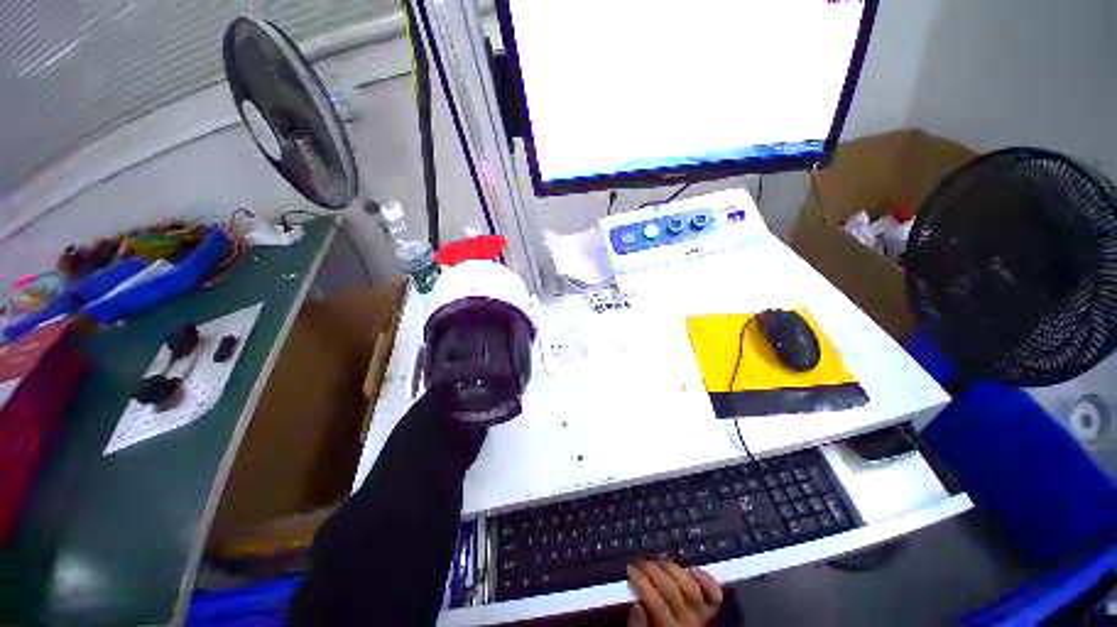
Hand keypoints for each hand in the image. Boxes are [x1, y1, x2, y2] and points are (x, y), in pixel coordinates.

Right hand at [626, 560, 722, 625]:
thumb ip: (638, 626)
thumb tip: (636, 604)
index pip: (656, 604)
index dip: (642, 583)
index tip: (630, 570)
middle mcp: (688, 623)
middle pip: (672, 591)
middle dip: (653, 571)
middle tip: (640, 562)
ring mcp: (702, 614)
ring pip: (690, 587)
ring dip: (672, 569)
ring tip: (658, 561)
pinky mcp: (711, 607)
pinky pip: (714, 593)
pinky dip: (705, 579)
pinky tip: (692, 569)